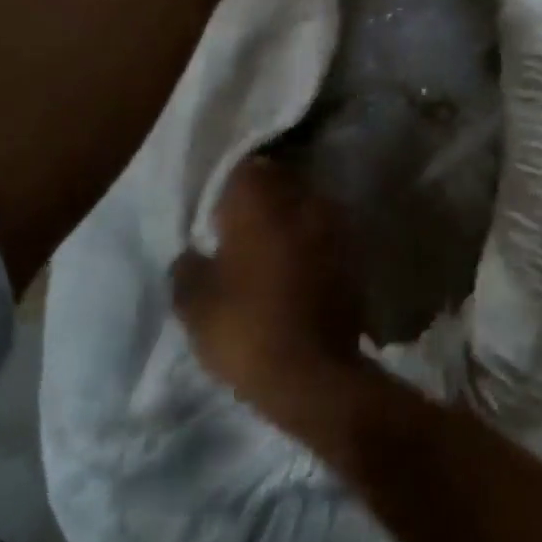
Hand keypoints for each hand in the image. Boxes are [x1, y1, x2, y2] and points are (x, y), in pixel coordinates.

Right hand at [173, 158, 363, 417]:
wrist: (313, 372)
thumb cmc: (245, 330)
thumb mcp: (195, 305)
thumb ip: (188, 267)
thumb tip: (193, 251)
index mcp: (261, 204)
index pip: (247, 168)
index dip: (232, 184)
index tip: (220, 207)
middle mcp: (303, 203)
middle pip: (282, 181)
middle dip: (264, 195)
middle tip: (242, 223)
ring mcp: (334, 226)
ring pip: (308, 204)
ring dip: (291, 217)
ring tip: (271, 244)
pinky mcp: (354, 252)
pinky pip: (326, 232)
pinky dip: (312, 240)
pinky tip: (298, 264)